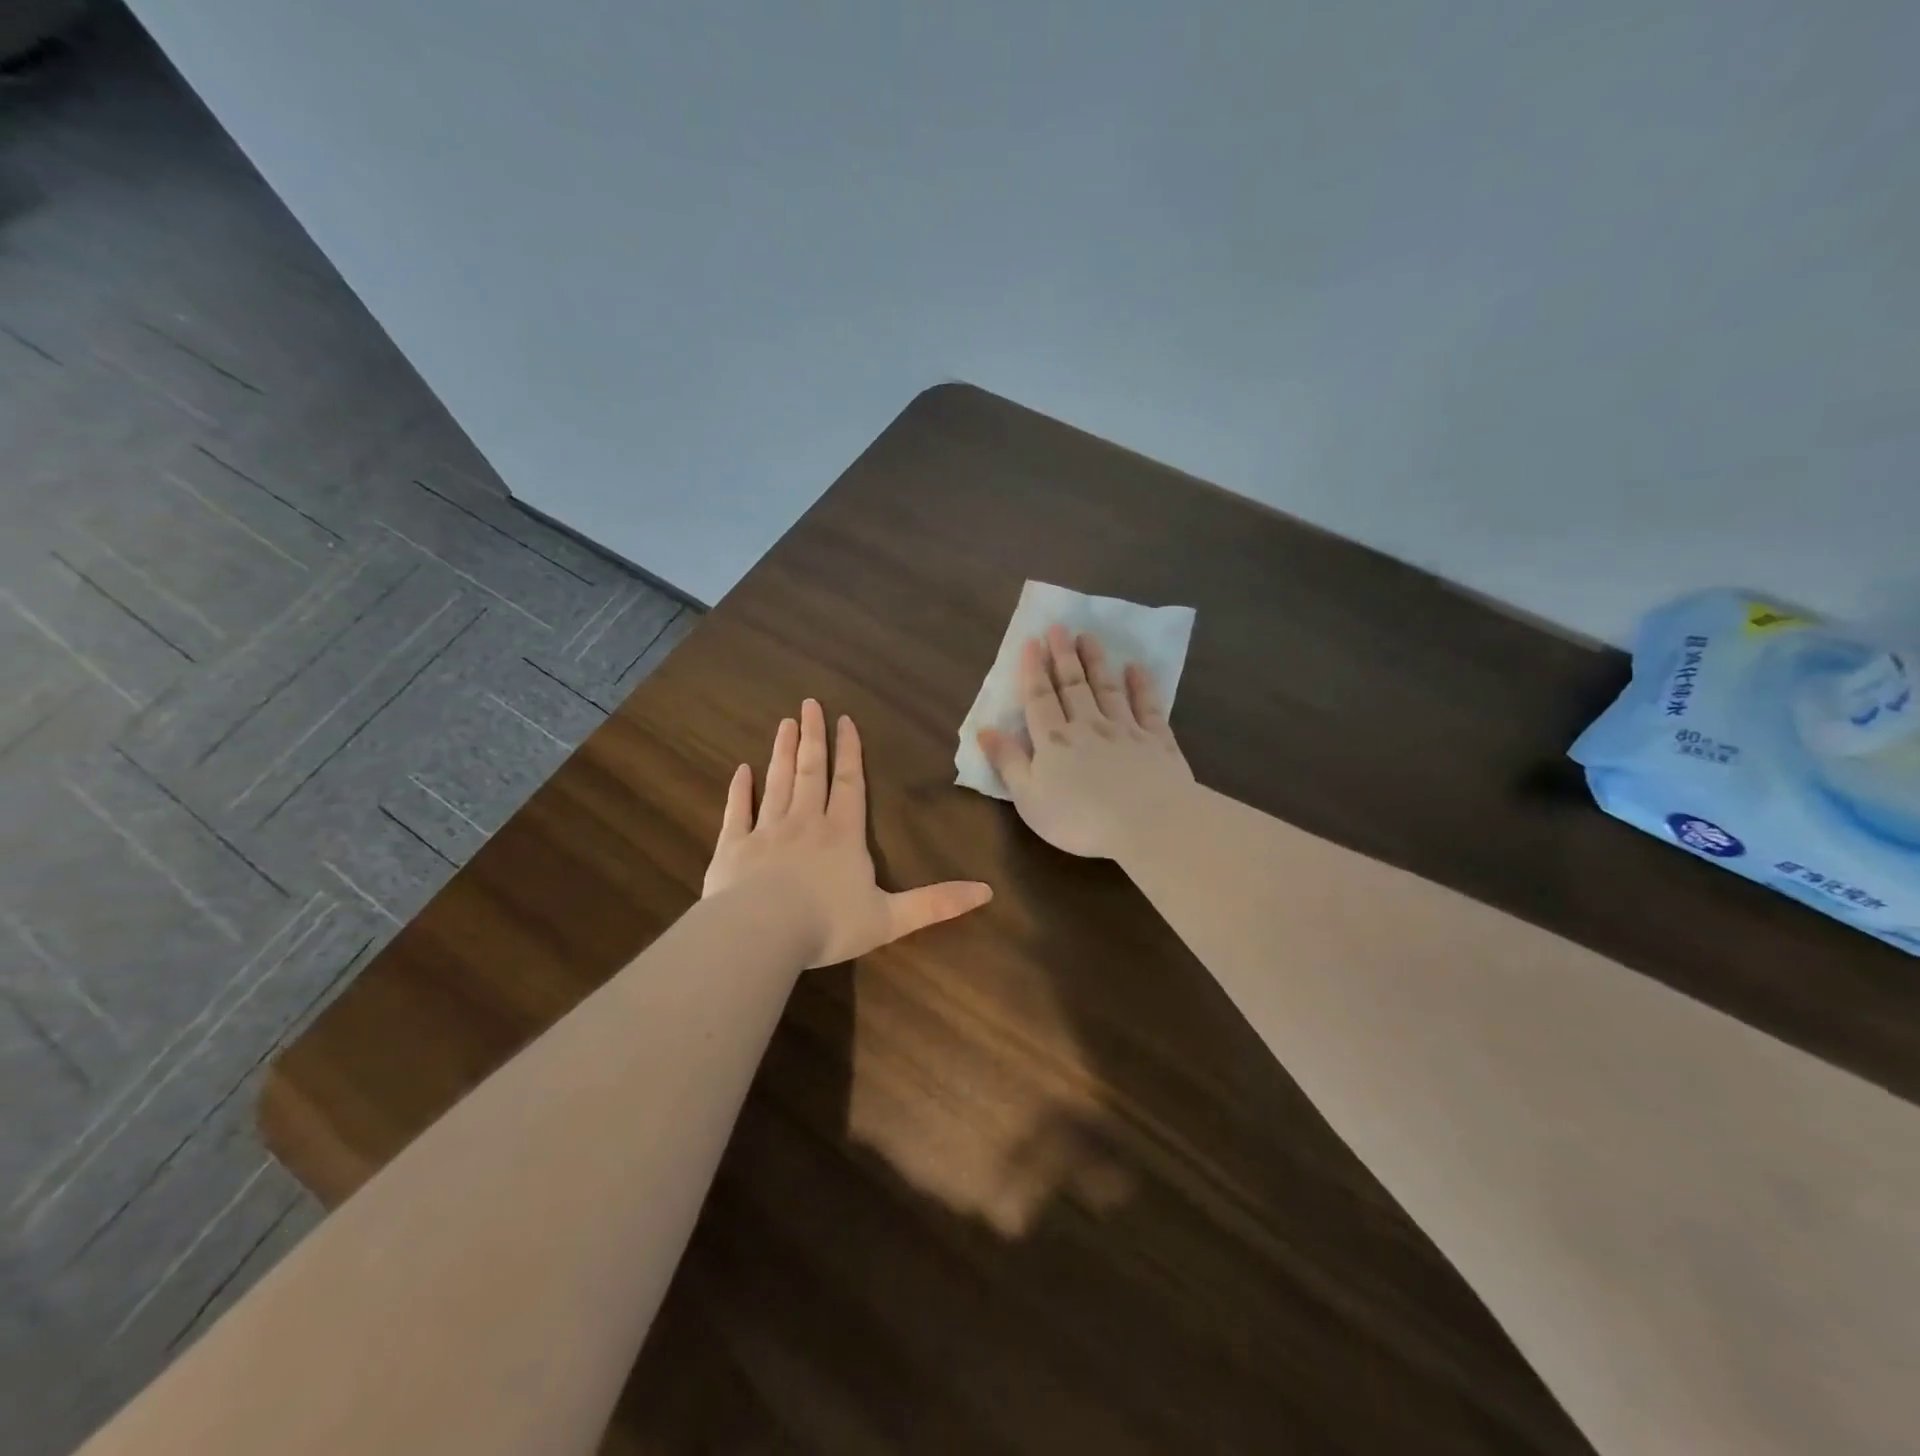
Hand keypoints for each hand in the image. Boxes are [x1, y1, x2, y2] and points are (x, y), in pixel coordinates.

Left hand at [704, 699, 992, 966]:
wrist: (762, 934)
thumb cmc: (828, 925)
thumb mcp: (891, 918)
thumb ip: (936, 903)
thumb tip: (987, 892)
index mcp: (842, 835)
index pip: (849, 784)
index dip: (850, 752)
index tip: (845, 720)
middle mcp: (805, 822)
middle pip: (811, 772)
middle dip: (813, 738)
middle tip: (808, 704)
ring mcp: (767, 831)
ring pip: (777, 783)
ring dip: (782, 752)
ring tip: (784, 724)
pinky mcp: (733, 848)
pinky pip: (738, 812)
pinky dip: (739, 790)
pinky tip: (741, 771)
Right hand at [978, 625, 1194, 858]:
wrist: (1148, 823)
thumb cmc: (1080, 818)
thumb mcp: (1030, 798)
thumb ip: (1008, 762)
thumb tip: (984, 729)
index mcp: (1054, 740)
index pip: (1039, 698)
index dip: (1033, 670)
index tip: (1031, 641)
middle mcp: (1088, 726)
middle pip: (1073, 685)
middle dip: (1062, 655)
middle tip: (1058, 627)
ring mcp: (1125, 730)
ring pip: (1107, 688)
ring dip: (1096, 662)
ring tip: (1088, 637)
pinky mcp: (1157, 741)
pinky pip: (1147, 707)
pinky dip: (1141, 686)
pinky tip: (1136, 668)